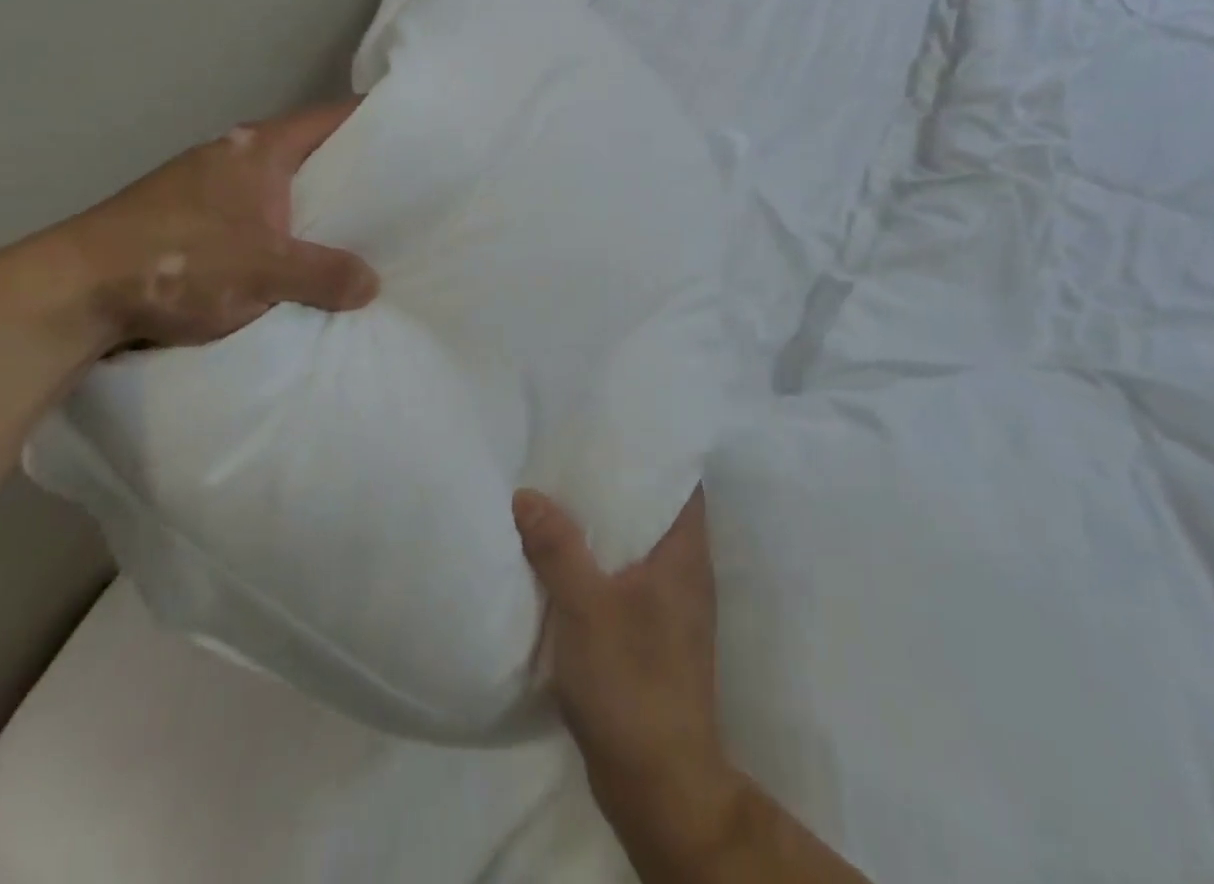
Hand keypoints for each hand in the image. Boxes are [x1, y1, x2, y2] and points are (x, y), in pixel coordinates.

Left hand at [57, 98, 378, 350]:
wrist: (74, 291)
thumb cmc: (177, 261)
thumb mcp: (263, 271)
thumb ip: (323, 274)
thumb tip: (372, 284)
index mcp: (260, 148)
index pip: (331, 118)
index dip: (373, 121)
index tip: (412, 135)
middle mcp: (236, 155)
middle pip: (311, 151)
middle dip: (352, 170)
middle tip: (399, 194)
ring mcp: (209, 185)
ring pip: (283, 185)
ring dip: (315, 203)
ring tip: (360, 230)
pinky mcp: (192, 217)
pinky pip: (259, 212)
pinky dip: (286, 226)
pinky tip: (300, 255)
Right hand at [513, 486, 742, 864]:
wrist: (657, 784)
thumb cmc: (631, 681)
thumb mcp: (585, 605)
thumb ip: (556, 546)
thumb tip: (527, 494)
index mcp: (685, 554)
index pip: (683, 483)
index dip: (656, 452)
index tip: (619, 428)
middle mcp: (687, 574)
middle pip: (657, 511)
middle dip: (620, 485)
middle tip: (577, 454)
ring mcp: (672, 610)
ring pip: (640, 548)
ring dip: (607, 527)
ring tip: (564, 496)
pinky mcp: (654, 639)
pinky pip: (627, 580)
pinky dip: (602, 563)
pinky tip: (566, 559)